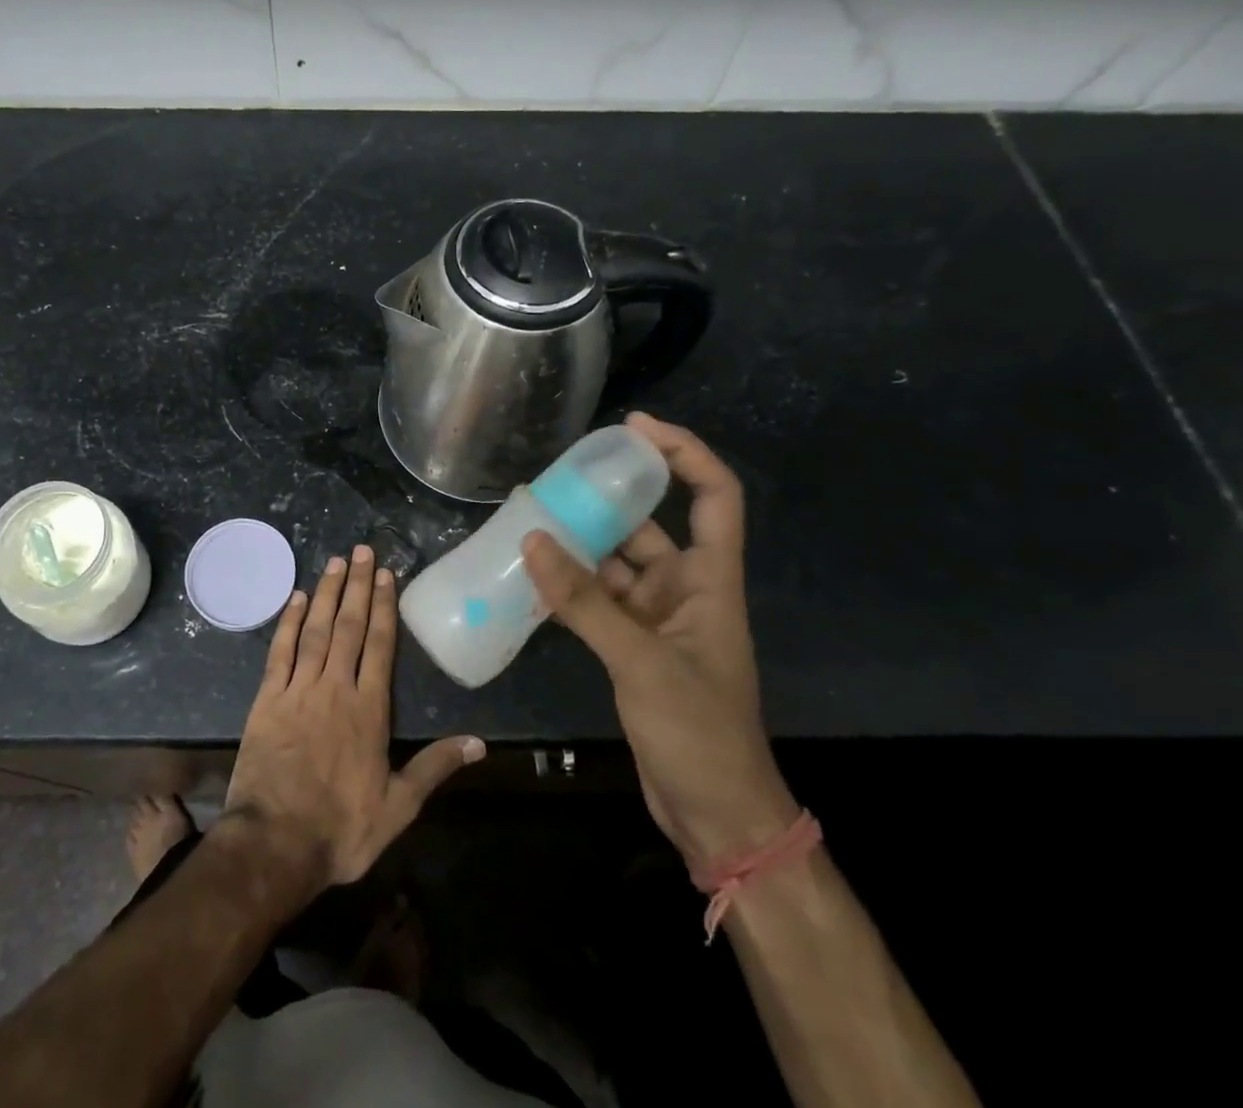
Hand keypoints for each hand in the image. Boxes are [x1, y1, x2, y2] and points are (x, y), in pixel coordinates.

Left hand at [224, 544, 484, 888]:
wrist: (275, 844)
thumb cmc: (341, 829)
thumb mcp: (399, 807)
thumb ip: (435, 768)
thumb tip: (479, 743)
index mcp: (369, 709)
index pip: (380, 645)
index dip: (384, 607)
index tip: (386, 575)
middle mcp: (336, 688)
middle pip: (350, 626)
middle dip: (358, 585)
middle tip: (363, 549)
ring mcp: (299, 690)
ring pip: (317, 630)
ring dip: (328, 593)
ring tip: (337, 561)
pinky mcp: (267, 699)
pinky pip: (280, 651)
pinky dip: (289, 622)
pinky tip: (297, 598)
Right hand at [522, 415, 795, 866]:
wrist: (715, 813)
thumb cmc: (698, 732)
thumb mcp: (641, 660)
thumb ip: (586, 601)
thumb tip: (533, 540)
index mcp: (709, 580)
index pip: (714, 495)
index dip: (683, 453)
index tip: (634, 428)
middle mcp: (684, 589)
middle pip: (648, 524)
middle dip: (605, 499)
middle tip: (552, 477)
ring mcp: (656, 618)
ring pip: (614, 563)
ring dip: (577, 544)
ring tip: (527, 519)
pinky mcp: (631, 645)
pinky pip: (596, 599)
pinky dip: (568, 585)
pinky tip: (531, 574)